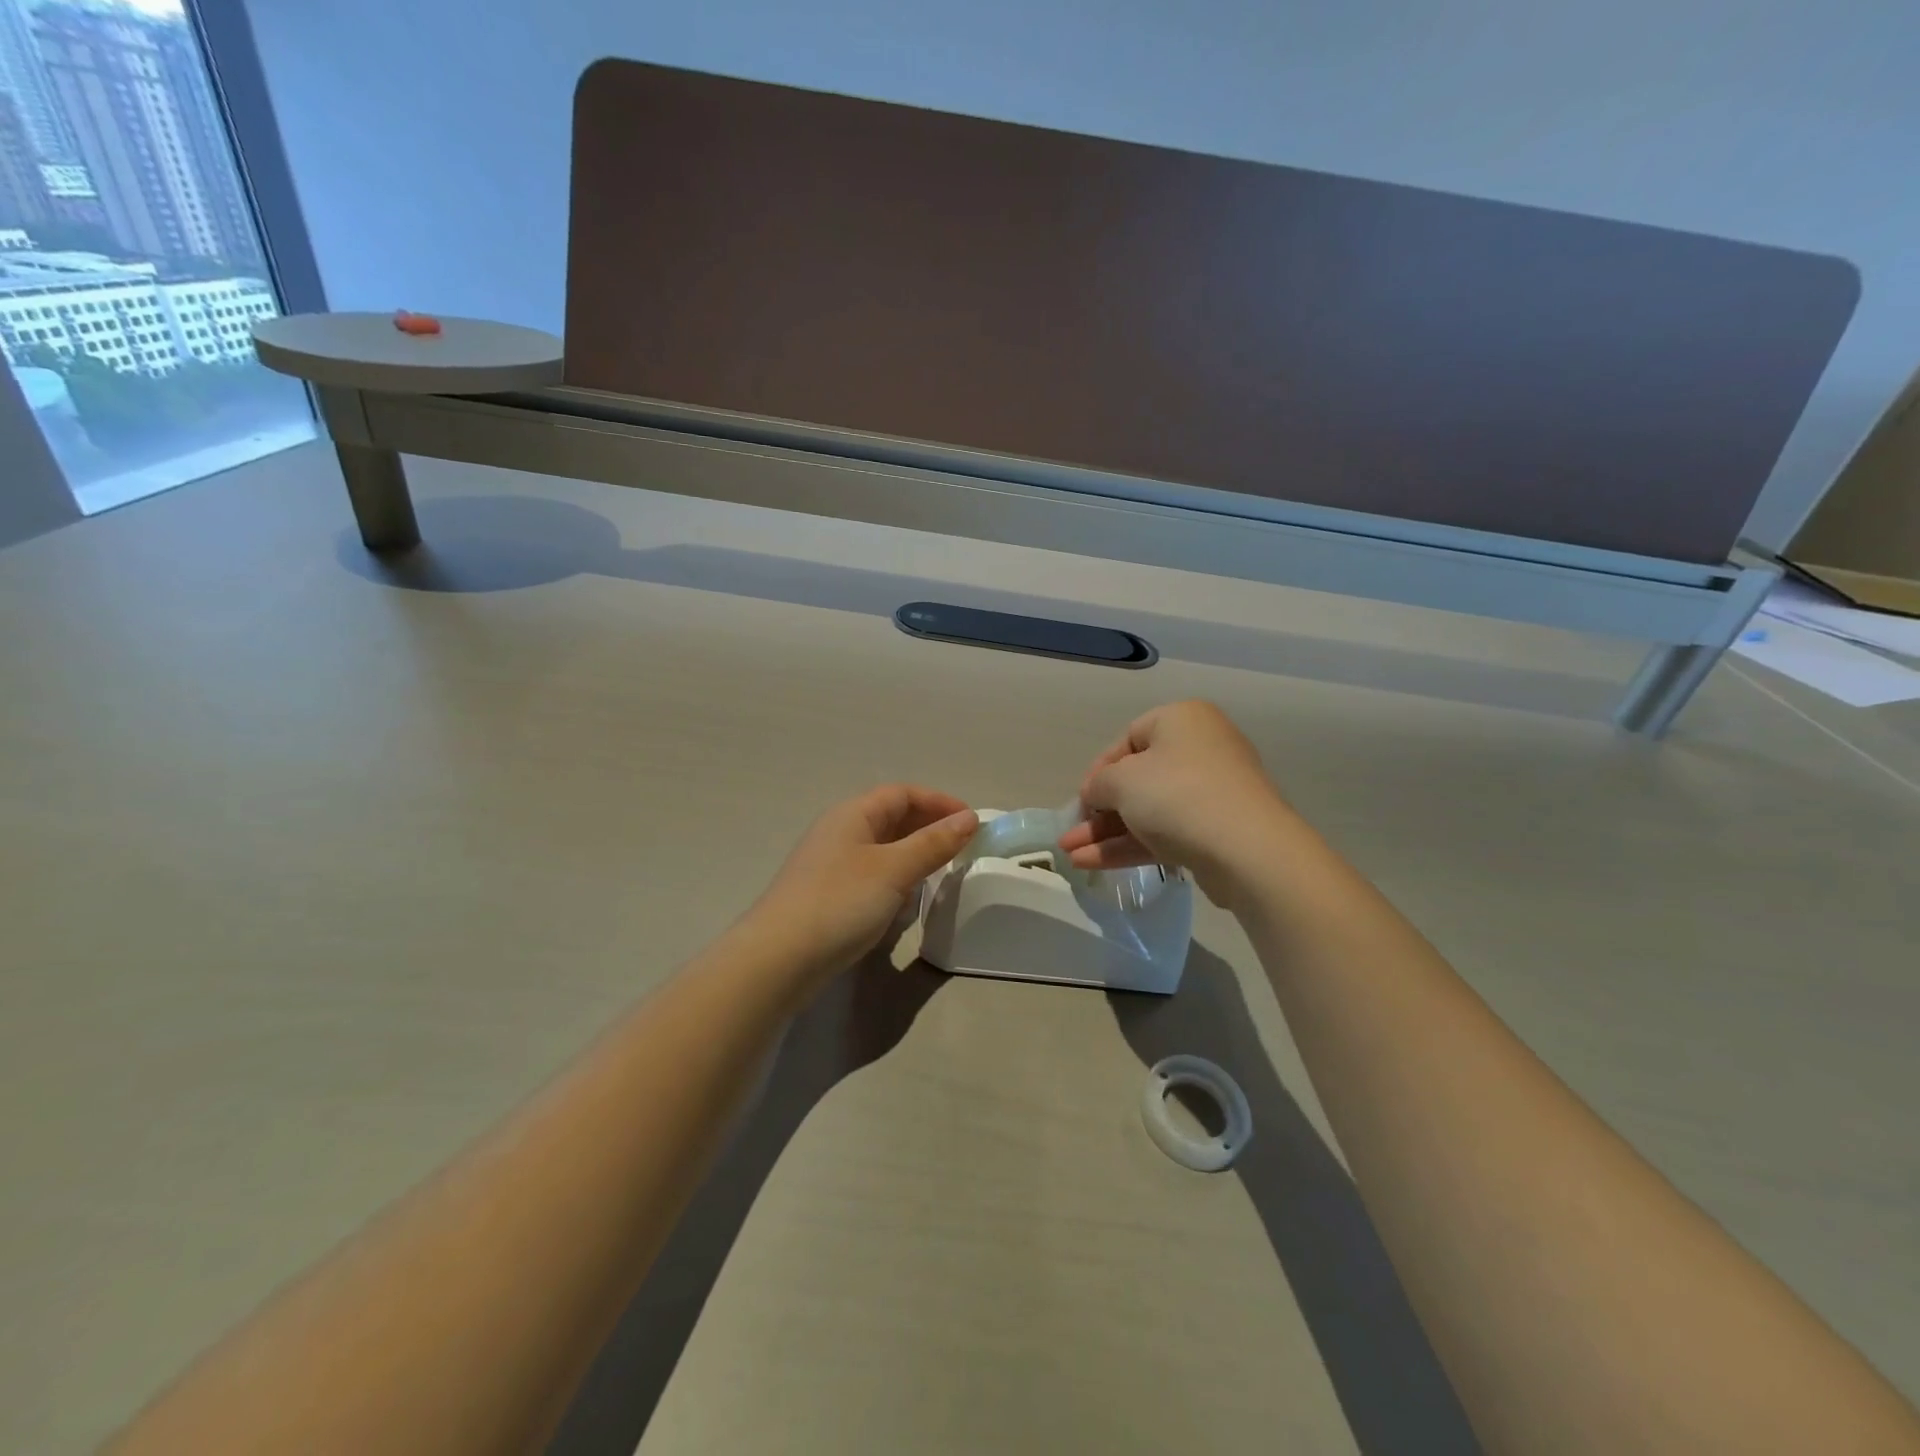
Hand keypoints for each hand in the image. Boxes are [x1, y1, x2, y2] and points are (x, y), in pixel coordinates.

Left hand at [744, 785, 977, 981]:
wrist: (778, 960)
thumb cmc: (840, 903)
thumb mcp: (893, 870)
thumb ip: (933, 844)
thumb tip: (970, 819)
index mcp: (853, 815)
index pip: (902, 793)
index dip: (939, 802)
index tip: (972, 822)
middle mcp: (840, 832)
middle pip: (891, 817)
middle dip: (929, 827)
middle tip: (962, 847)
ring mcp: (831, 865)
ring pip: (882, 848)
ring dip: (914, 854)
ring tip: (942, 872)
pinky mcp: (828, 895)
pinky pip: (871, 874)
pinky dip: (896, 879)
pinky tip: (907, 901)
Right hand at [1057, 701, 1293, 904]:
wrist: (1247, 850)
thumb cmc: (1177, 795)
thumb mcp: (1122, 781)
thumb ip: (1099, 784)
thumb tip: (1096, 794)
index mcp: (1182, 721)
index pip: (1128, 739)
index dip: (1099, 769)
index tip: (1082, 798)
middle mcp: (1200, 750)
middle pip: (1138, 779)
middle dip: (1099, 810)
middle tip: (1071, 832)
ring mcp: (1211, 793)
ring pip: (1148, 810)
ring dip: (1107, 833)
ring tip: (1071, 855)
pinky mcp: (1215, 832)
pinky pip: (1165, 833)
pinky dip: (1130, 846)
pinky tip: (1093, 863)